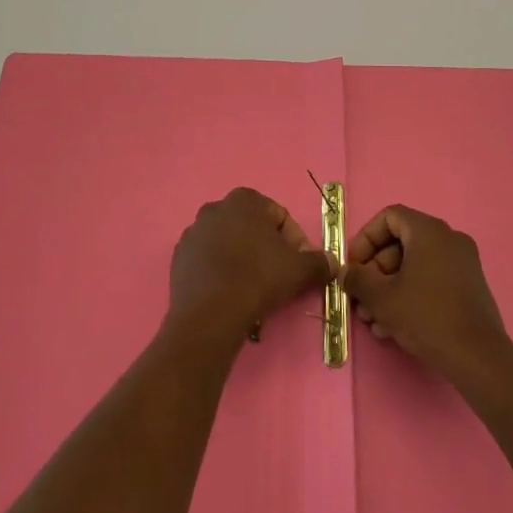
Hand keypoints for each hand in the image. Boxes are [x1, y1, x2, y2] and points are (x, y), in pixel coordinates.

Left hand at [169, 187, 334, 346]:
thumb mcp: (299, 270)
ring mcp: (193, 231)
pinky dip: (220, 270)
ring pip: (228, 242)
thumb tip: (332, 263)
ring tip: (252, 287)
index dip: (295, 242)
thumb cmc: (258, 279)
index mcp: (245, 200)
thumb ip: (319, 262)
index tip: (300, 266)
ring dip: (242, 258)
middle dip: (267, 248)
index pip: (279, 217)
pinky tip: (228, 291)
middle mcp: (215, 207)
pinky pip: (207, 259)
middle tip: (278, 276)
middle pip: (252, 227)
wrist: (211, 313)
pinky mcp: (179, 255)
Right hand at [343, 204, 509, 384]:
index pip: (389, 217)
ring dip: (389, 287)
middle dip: (375, 271)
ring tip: (373, 320)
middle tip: (361, 299)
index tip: (354, 266)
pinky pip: (432, 278)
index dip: (365, 238)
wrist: (478, 358)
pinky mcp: (469, 286)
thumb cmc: (426, 317)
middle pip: (401, 243)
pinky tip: (394, 326)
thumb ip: (357, 279)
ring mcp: (463, 262)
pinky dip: (410, 293)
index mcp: (429, 231)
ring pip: (415, 265)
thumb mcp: (381, 298)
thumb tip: (346, 272)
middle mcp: (449, 239)